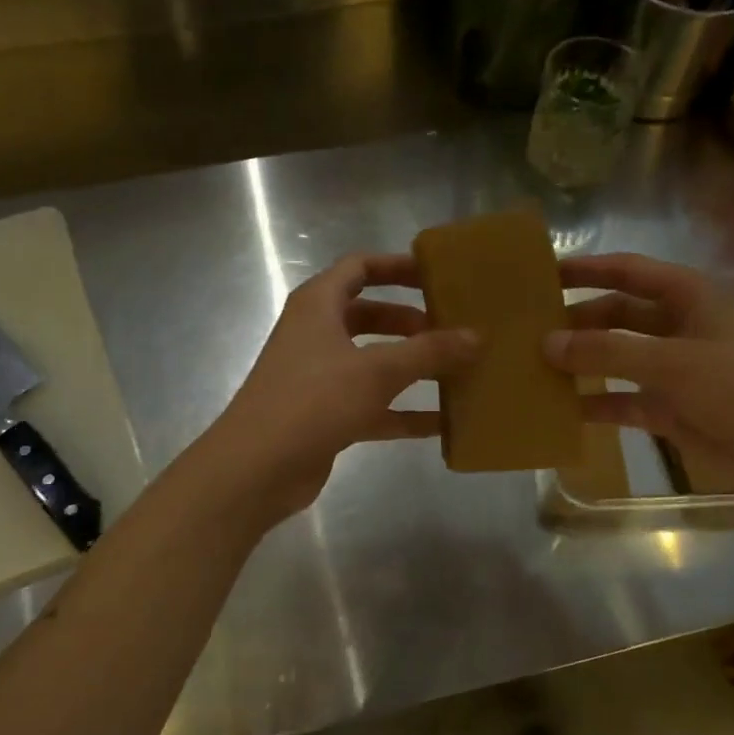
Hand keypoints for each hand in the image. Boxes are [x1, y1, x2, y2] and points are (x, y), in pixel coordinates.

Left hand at [199, 254, 477, 524]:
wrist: (257, 468)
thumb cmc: (313, 401)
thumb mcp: (376, 370)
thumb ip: (428, 352)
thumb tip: (476, 336)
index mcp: (318, 305)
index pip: (360, 268)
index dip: (397, 266)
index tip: (437, 275)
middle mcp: (317, 334)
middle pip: (370, 315)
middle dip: (412, 321)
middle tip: (454, 328)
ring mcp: (321, 377)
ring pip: (374, 362)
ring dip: (412, 366)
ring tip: (459, 370)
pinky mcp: (327, 416)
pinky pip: (374, 405)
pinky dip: (404, 411)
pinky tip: (443, 422)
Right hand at [544, 253, 733, 511]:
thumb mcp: (670, 362)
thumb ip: (607, 351)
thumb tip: (547, 343)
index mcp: (690, 299)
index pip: (630, 271)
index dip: (590, 268)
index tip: (546, 272)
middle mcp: (679, 328)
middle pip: (618, 314)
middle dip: (579, 320)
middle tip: (531, 327)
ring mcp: (675, 371)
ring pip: (618, 358)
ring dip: (583, 361)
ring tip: (536, 365)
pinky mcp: (671, 410)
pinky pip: (624, 400)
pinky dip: (596, 403)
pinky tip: (561, 409)